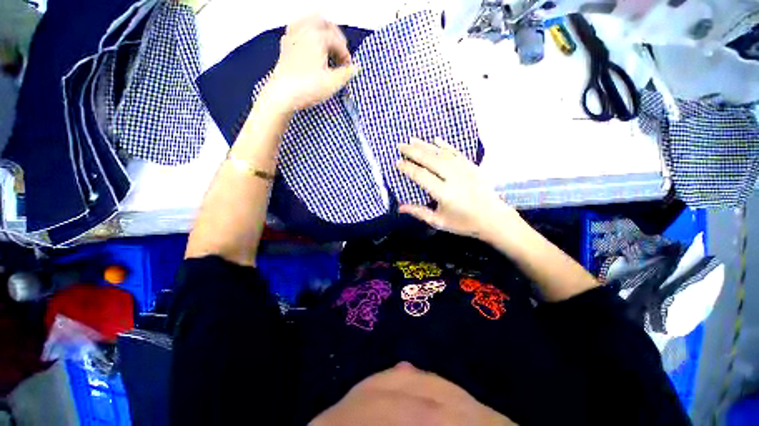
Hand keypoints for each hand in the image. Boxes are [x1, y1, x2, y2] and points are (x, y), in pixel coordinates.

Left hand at [262, 15, 358, 112]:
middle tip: (339, 51)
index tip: (348, 67)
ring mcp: (292, 37)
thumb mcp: (333, 83)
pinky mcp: (285, 46)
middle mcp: (303, 31)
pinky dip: (305, 34)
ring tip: (325, 45)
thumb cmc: (308, 87)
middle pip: (322, 21)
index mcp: (317, 36)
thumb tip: (356, 68)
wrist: (283, 95)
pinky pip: (296, 30)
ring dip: (319, 30)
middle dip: (334, 34)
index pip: (337, 40)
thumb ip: (347, 74)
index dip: (346, 54)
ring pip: (307, 21)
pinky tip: (308, 46)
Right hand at [397, 137, 519, 240]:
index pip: (421, 176)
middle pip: (430, 160)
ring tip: (412, 139)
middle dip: (413, 151)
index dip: (408, 168)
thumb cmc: (464, 223)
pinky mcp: (472, 166)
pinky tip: (436, 139)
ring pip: (442, 153)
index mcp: (444, 193)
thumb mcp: (439, 222)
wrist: (493, 219)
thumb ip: (419, 212)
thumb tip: (400, 208)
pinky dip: (445, 144)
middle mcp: (453, 177)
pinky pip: (456, 152)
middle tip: (400, 145)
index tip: (397, 162)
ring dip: (426, 145)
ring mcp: (464, 169)